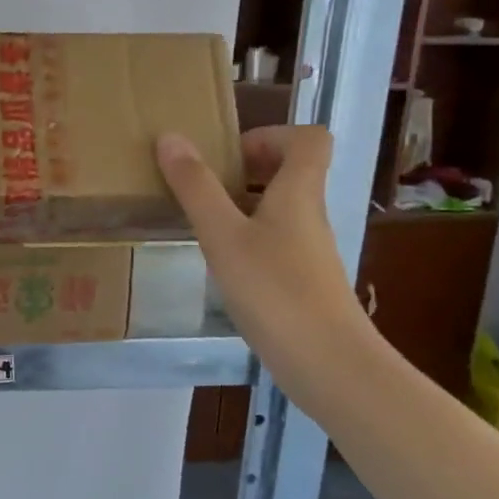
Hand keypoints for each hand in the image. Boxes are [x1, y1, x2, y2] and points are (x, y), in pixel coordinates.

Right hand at [156, 126, 368, 376]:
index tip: (229, 155)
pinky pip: (276, 242)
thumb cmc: (274, 290)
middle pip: (291, 172)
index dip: (271, 135)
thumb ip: (195, 188)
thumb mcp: (223, 235)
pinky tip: (221, 265)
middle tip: (204, 188)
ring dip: (242, 206)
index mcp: (299, 192)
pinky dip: (248, 241)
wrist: (327, 363)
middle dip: (246, 171)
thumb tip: (170, 137)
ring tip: (202, 224)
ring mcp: (309, 251)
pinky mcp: (303, 281)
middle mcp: (310, 214)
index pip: (309, 138)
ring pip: (280, 209)